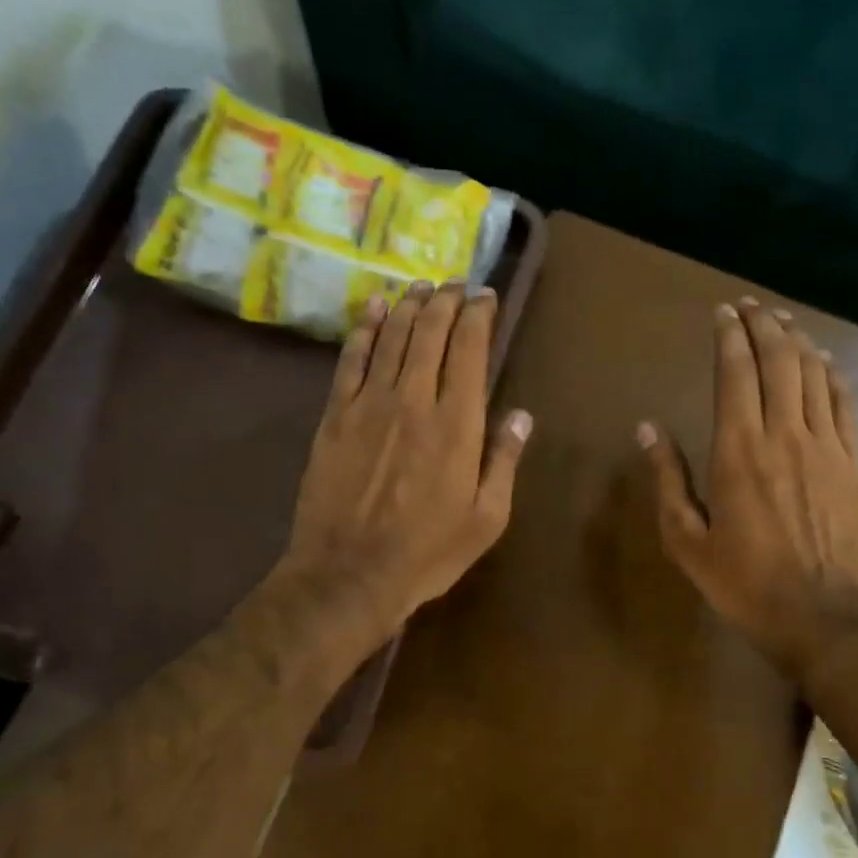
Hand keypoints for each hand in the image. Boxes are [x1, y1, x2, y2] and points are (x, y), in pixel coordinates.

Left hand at [277, 279, 531, 638]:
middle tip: (456, 284)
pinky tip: (374, 308)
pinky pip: (351, 359)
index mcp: (458, 424)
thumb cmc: (427, 553)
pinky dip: (365, 328)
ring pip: (392, 336)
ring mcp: (369, 404)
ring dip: (409, 305)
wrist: (348, 574)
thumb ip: (504, 461)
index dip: (479, 315)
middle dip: (446, 300)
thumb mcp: (486, 519)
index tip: (487, 296)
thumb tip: (522, 416)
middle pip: (430, 332)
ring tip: (422, 286)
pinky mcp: (335, 416)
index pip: (470, 349)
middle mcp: (414, 400)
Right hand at [639, 298, 857, 678]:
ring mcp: (826, 446)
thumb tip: (647, 429)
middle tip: (750, 306)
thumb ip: (668, 479)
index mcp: (738, 451)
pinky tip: (824, 360)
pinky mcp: (854, 462)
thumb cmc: (744, 582)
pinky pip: (846, 402)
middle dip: (763, 325)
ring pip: (814, 374)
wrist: (822, 616)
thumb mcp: (686, 539)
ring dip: (797, 341)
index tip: (722, 313)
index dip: (729, 336)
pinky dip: (833, 373)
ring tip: (782, 321)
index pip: (735, 373)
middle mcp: (784, 435)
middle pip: (779, 361)